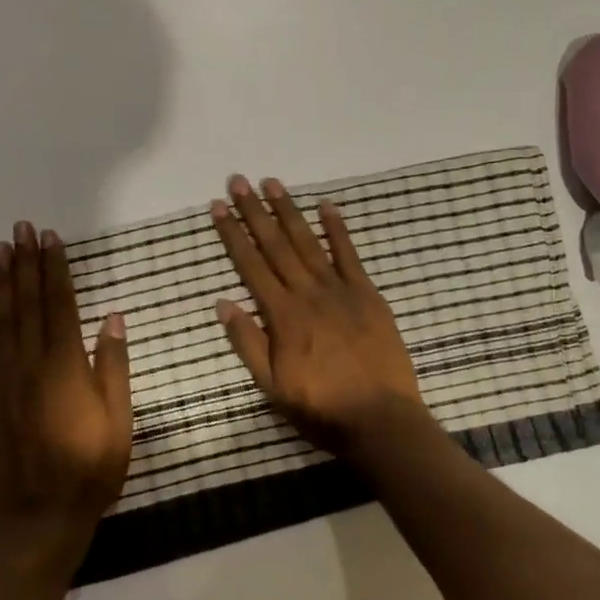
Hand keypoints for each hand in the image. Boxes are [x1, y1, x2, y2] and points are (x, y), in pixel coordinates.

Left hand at [0, 222, 131, 569]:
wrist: (42, 519)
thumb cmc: (92, 470)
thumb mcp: (119, 420)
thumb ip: (113, 366)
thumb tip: (111, 317)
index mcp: (67, 367)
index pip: (61, 305)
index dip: (56, 269)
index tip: (51, 239)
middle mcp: (31, 365)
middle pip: (28, 305)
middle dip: (26, 264)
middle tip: (22, 228)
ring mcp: (3, 383)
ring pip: (0, 323)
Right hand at [210, 175, 429, 456]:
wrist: (381, 419)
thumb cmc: (321, 408)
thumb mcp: (272, 386)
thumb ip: (247, 342)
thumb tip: (223, 302)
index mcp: (282, 316)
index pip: (250, 266)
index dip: (233, 234)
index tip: (219, 206)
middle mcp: (307, 293)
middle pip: (276, 245)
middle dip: (255, 212)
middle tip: (239, 181)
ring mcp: (340, 290)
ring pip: (308, 242)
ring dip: (288, 211)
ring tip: (272, 184)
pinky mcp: (367, 294)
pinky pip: (349, 255)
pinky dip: (337, 229)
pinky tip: (326, 205)